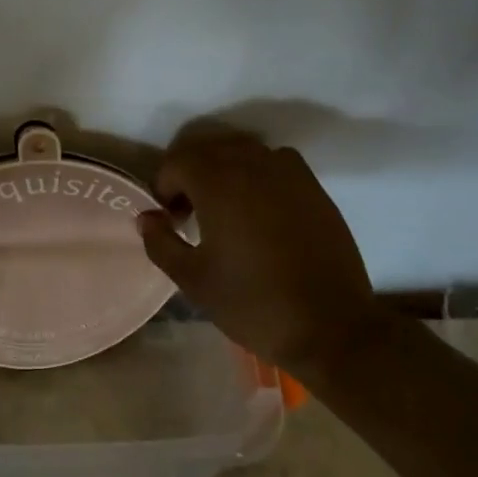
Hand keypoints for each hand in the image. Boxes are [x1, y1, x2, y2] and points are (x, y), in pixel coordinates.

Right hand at [136, 132, 383, 375]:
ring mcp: (288, 173)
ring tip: (223, 207)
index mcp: (218, 183)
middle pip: (208, 148)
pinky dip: (258, 173)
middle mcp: (252, 164)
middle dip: (190, 173)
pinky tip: (259, 208)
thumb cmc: (253, 303)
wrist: (330, 327)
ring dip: (223, 169)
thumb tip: (147, 217)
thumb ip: (161, 242)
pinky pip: (275, 162)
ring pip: (242, 151)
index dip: (163, 187)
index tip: (169, 219)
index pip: (176, 162)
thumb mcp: (193, 280)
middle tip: (188, 211)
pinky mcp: (314, 187)